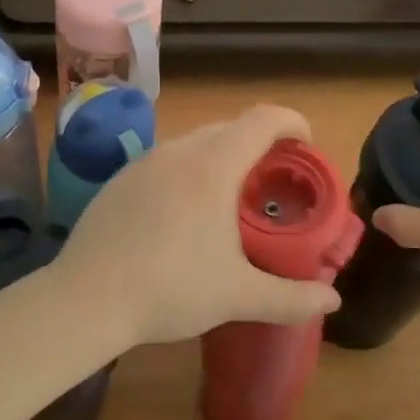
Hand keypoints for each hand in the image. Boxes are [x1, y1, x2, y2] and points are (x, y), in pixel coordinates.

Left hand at [57, 104, 341, 346]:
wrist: (86, 298)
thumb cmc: (170, 289)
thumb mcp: (237, 296)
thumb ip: (291, 298)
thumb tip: (333, 299)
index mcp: (213, 167)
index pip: (262, 120)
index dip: (291, 122)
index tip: (307, 143)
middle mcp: (179, 152)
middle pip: (230, 127)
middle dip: (259, 142)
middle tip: (274, 177)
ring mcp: (144, 162)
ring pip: (194, 142)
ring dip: (222, 155)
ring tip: (231, 195)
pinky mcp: (119, 180)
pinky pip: (166, 160)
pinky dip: (188, 170)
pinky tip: (183, 212)